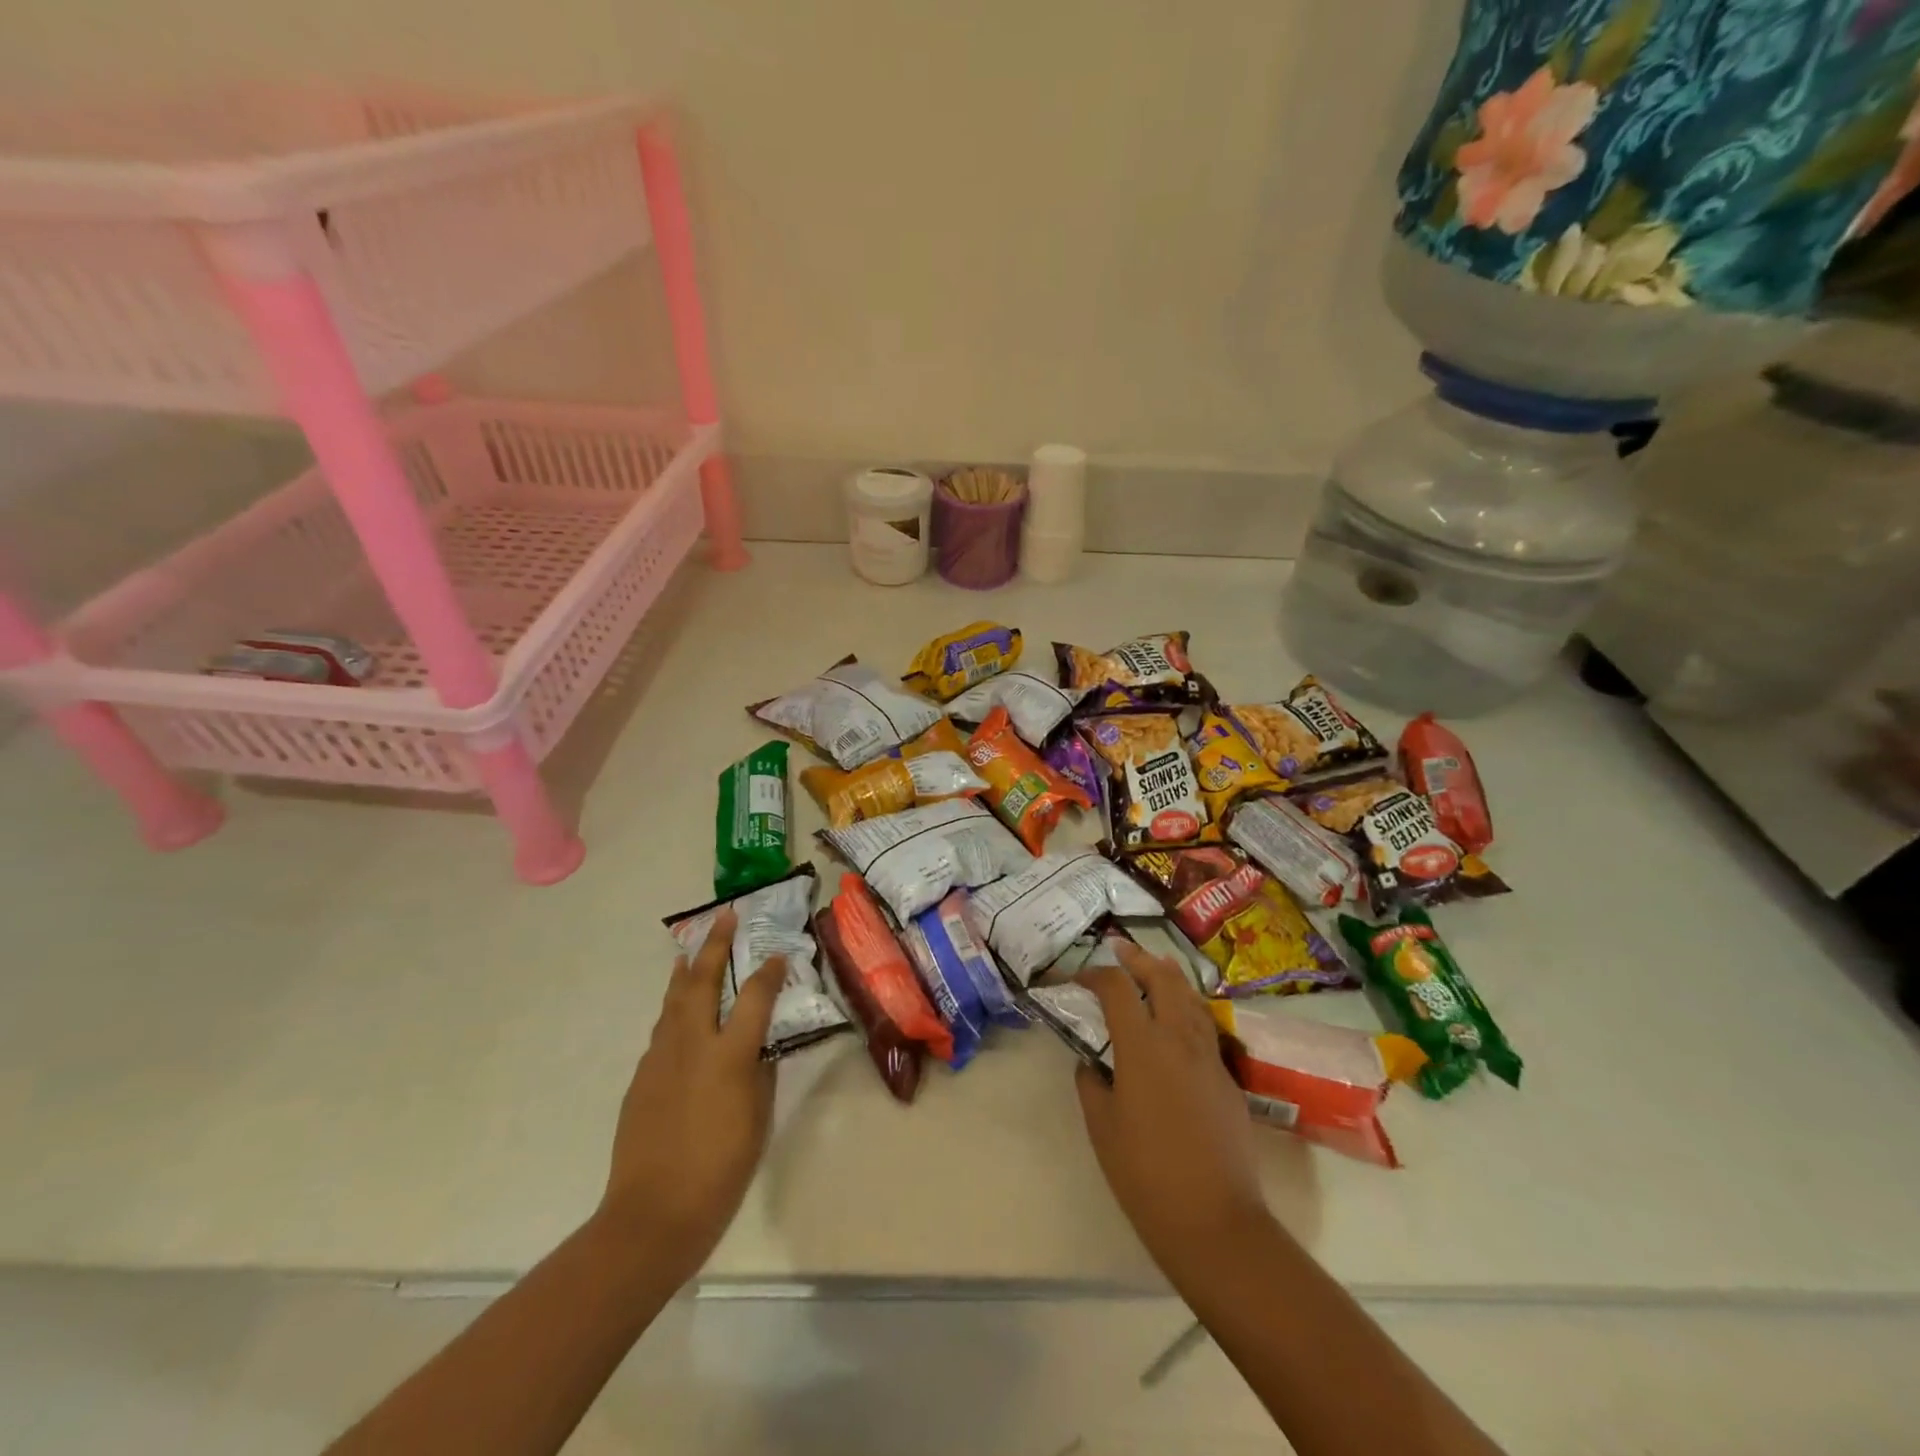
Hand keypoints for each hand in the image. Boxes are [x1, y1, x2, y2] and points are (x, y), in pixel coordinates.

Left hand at [594, 908, 785, 1285]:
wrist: (652, 1213)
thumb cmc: (719, 1170)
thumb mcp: (756, 1119)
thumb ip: (758, 1075)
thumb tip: (757, 1049)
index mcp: (728, 1055)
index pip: (754, 998)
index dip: (768, 973)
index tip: (778, 955)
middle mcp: (692, 1045)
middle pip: (702, 982)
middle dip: (714, 946)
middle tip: (724, 917)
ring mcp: (660, 1058)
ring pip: (673, 1001)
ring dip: (686, 972)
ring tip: (691, 952)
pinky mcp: (640, 1077)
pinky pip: (661, 1031)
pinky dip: (672, 1010)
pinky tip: (677, 1012)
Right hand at [1075, 942, 1270, 1269]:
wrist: (1215, 1221)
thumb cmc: (1145, 1174)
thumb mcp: (1102, 1127)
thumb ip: (1091, 1085)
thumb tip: (1091, 1064)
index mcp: (1142, 1047)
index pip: (1117, 989)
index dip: (1095, 974)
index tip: (1079, 978)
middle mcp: (1179, 1039)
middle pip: (1163, 978)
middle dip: (1139, 959)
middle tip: (1121, 950)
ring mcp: (1210, 1058)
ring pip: (1192, 998)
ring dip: (1170, 977)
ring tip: (1155, 969)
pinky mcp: (1228, 1080)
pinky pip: (1206, 1028)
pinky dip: (1188, 1009)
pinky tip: (1179, 1022)